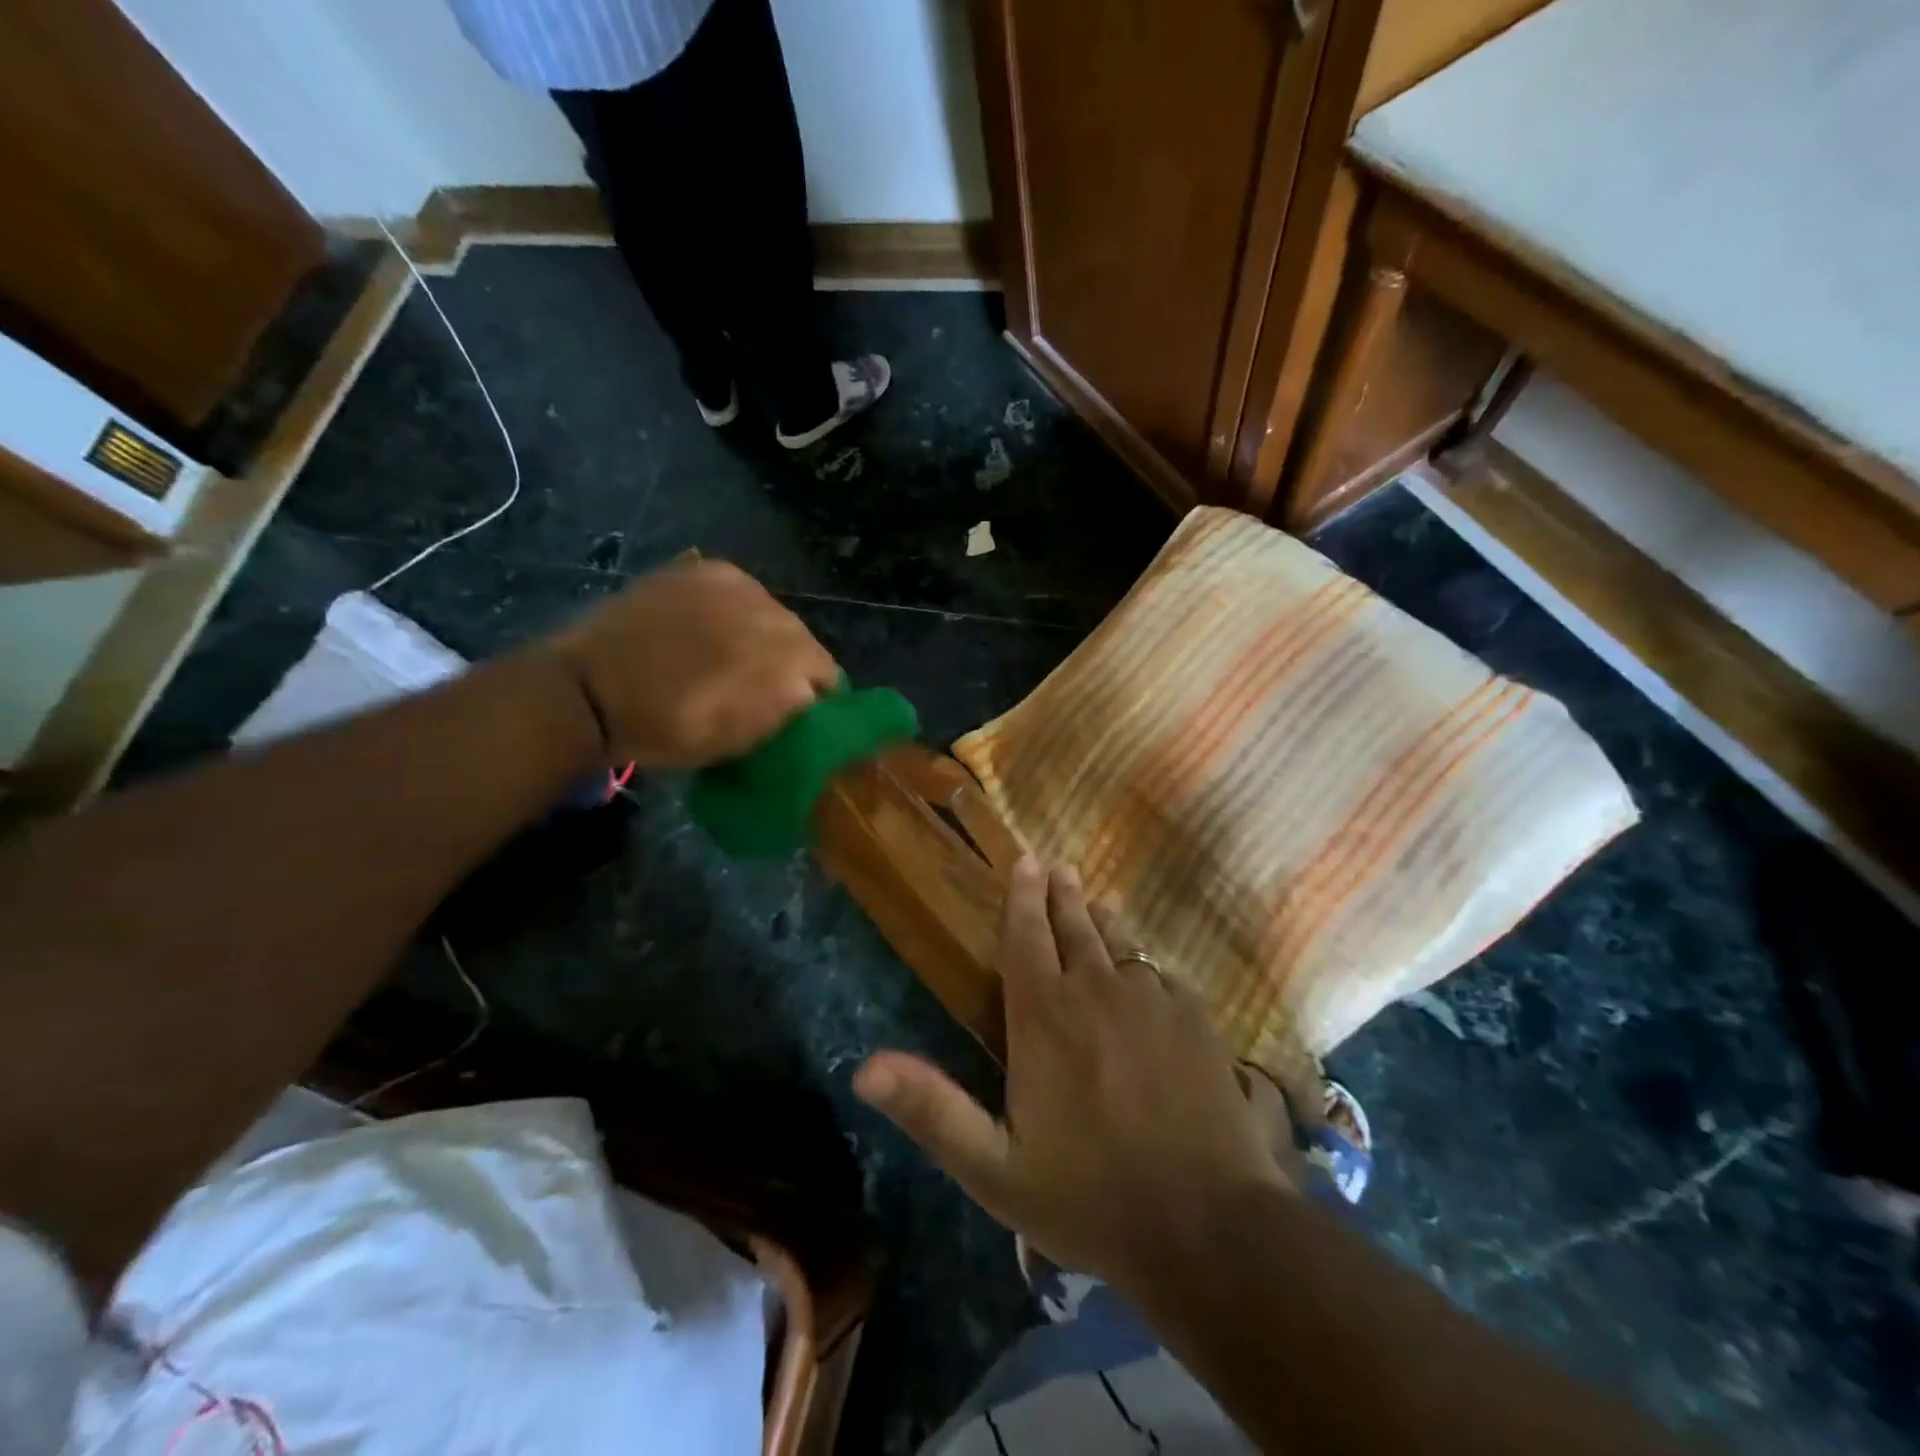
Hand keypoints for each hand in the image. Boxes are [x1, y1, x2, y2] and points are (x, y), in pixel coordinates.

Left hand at [542, 559, 837, 768]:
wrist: (589, 690)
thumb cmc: (665, 730)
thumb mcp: (736, 740)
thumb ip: (783, 713)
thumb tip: (807, 695)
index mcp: (783, 665)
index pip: (827, 674)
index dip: (815, 694)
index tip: (797, 710)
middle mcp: (772, 618)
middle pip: (803, 638)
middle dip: (791, 661)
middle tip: (762, 683)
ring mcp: (738, 588)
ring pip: (774, 611)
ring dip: (764, 632)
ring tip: (732, 651)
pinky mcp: (706, 570)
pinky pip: (742, 589)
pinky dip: (737, 606)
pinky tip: (711, 624)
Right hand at [854, 857, 1287, 1294]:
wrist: (1207, 1227)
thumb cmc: (1090, 1198)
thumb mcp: (995, 1169)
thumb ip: (931, 1110)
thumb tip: (863, 1069)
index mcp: (1044, 1016)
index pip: (1026, 936)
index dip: (1023, 896)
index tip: (1027, 861)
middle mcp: (1096, 990)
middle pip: (1076, 928)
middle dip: (1063, 895)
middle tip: (1060, 867)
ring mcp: (1152, 999)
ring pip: (1121, 943)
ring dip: (1103, 921)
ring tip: (1097, 903)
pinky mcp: (1196, 1018)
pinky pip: (1163, 974)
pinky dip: (1146, 964)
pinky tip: (1147, 972)